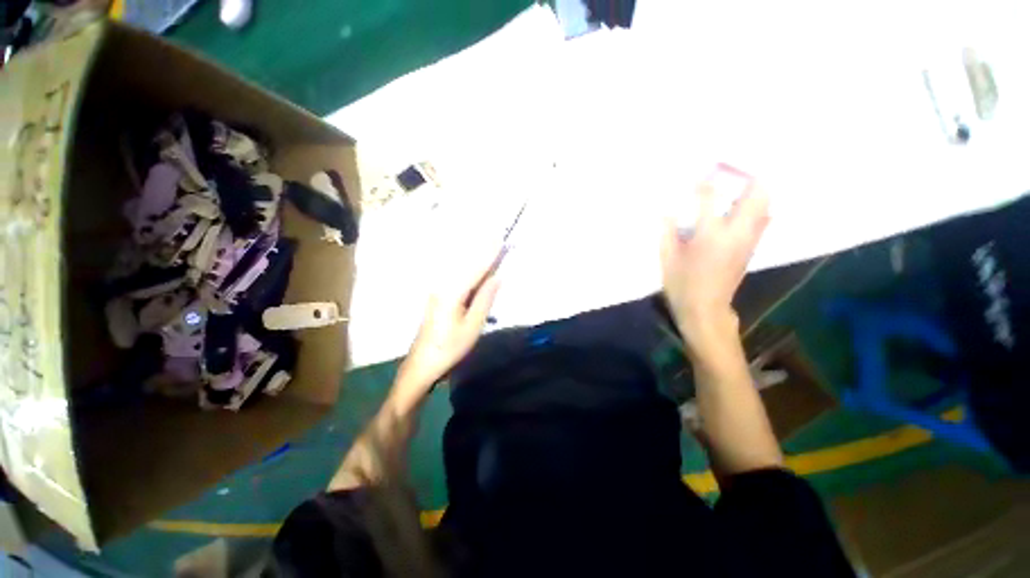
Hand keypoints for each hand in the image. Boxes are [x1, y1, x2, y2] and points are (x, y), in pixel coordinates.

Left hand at [392, 249, 501, 407]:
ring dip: (478, 262)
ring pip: (462, 272)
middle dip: (484, 253)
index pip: (476, 268)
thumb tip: (497, 277)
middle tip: (500, 241)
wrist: (422, 363)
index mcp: (453, 292)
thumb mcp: (473, 326)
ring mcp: (439, 292)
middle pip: (468, 266)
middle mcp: (443, 286)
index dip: (489, 254)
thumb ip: (485, 299)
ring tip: (493, 253)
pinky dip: (471, 273)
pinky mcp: (438, 298)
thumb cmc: (450, 347)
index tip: (500, 239)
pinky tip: (479, 274)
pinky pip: (458, 280)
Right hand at [660, 176, 769, 354]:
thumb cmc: (682, 284)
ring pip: (765, 205)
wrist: (705, 308)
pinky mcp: (751, 248)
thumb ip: (667, 231)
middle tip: (730, 172)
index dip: (703, 183)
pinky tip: (740, 209)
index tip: (697, 177)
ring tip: (738, 186)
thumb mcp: (667, 257)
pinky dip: (756, 207)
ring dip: (755, 190)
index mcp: (710, 233)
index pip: (710, 197)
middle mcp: (736, 232)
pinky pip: (762, 219)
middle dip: (748, 175)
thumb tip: (666, 211)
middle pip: (757, 193)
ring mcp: (748, 240)